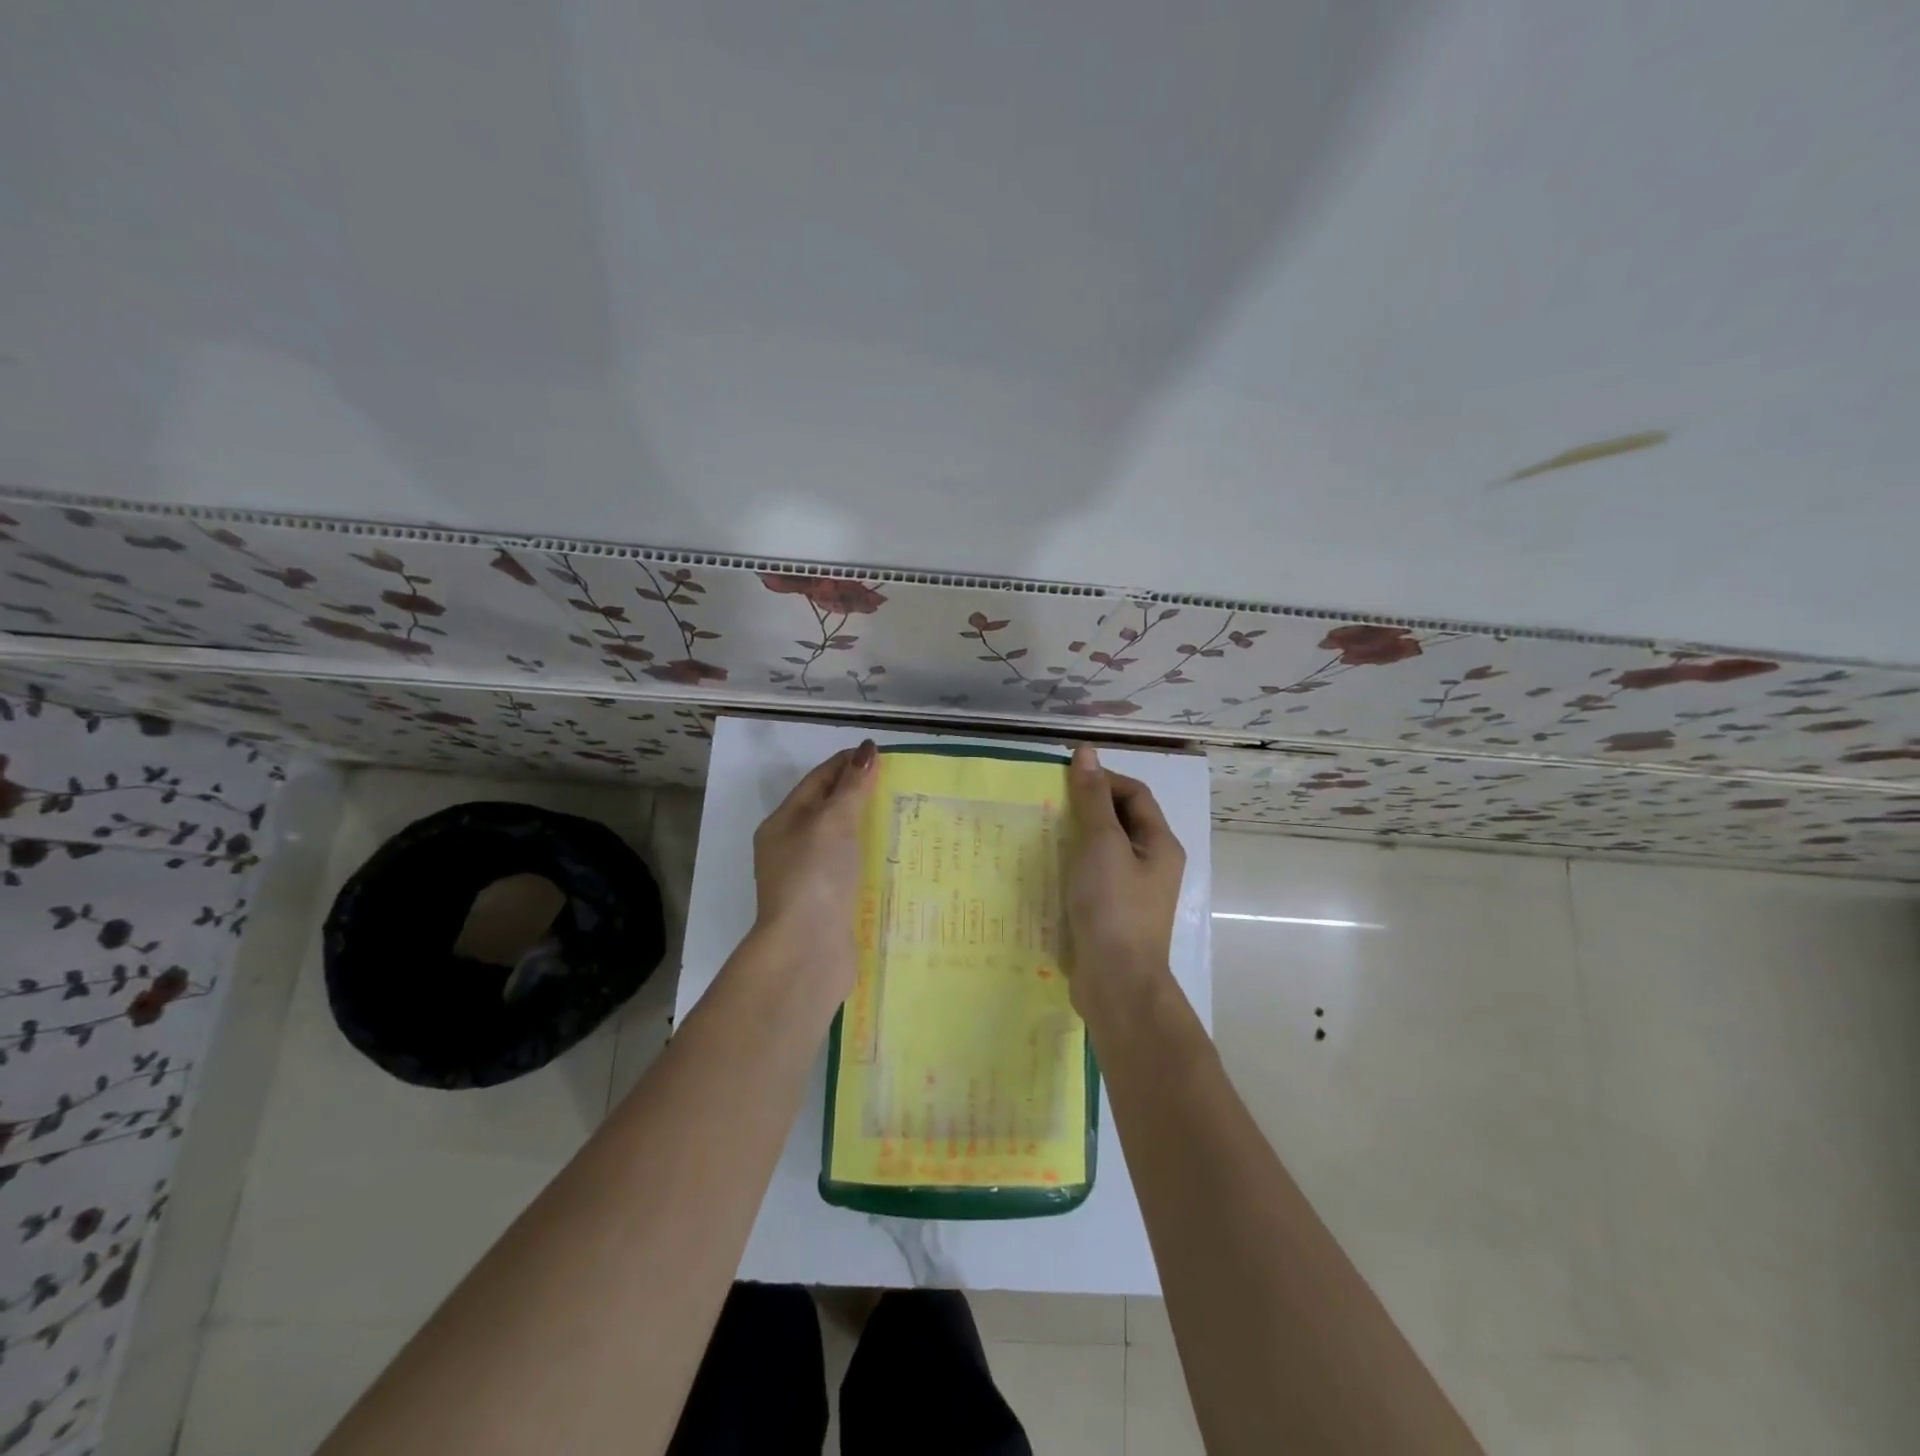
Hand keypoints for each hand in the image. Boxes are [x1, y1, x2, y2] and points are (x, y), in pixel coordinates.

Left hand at [748, 740, 877, 999]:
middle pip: (829, 810)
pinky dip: (872, 858)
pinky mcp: (830, 905)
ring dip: (870, 827)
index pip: (817, 780)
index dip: (846, 763)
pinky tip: (898, 858)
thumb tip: (867, 751)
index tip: (882, 754)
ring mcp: (810, 880)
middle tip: (901, 783)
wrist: (807, 952)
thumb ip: (851, 787)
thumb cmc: (815, 877)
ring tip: (907, 816)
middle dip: (861, 794)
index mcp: (783, 823)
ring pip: (843, 842)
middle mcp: (792, 849)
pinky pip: (853, 870)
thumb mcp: (832, 822)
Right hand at [1065, 744, 1185, 1014]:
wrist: (1116, 984)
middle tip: (1049, 802)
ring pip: (1104, 850)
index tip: (1065, 779)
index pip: (1134, 794)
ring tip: (1041, 830)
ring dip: (1076, 836)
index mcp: (1159, 844)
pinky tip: (1046, 867)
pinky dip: (1072, 865)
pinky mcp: (1111, 913)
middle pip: (1120, 820)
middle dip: (1087, 807)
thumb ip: (1092, 800)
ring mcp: (1132, 892)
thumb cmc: (1113, 908)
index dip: (1103, 779)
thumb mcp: (1102, 845)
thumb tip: (1086, 752)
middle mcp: (1151, 864)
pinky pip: (1092, 876)